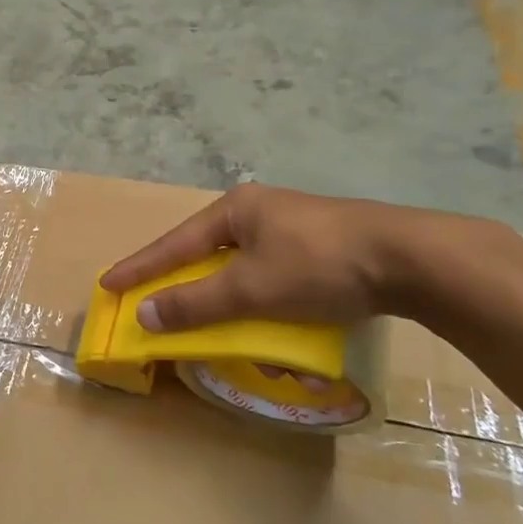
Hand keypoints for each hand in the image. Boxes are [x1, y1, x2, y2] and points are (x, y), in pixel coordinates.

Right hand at [101, 184, 435, 330]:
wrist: (414, 259)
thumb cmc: (320, 265)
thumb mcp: (251, 288)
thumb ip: (196, 302)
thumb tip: (145, 314)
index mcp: (236, 209)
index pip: (174, 243)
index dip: (140, 267)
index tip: (108, 284)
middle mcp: (259, 210)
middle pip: (206, 250)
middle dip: (183, 279)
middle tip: (156, 300)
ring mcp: (293, 226)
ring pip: (242, 263)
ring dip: (224, 292)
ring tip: (210, 313)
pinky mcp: (322, 245)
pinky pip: (272, 271)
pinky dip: (257, 294)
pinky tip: (265, 313)